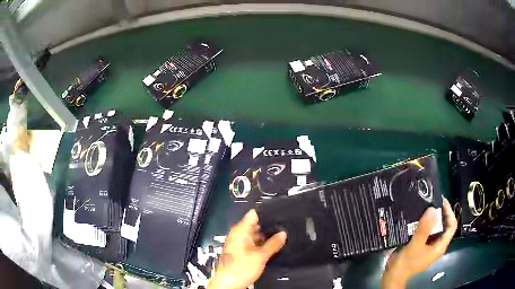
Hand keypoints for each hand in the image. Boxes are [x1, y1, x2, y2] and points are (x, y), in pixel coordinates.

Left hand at [208, 210, 286, 288]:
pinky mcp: (240, 251)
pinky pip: (253, 243)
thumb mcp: (261, 256)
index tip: (280, 213)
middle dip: (269, 226)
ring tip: (281, 236)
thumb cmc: (240, 268)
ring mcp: (239, 243)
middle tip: (284, 226)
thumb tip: (283, 233)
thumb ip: (273, 243)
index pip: (254, 214)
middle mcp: (238, 234)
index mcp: (240, 231)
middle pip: (255, 225)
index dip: (267, 212)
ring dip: (266, 236)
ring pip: (255, 235)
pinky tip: (272, 247)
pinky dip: (261, 244)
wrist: (228, 284)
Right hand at [382, 198, 457, 288]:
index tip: (441, 201)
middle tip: (433, 201)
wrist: (393, 276)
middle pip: (445, 226)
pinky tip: (419, 218)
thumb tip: (433, 209)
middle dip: (442, 213)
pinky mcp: (423, 246)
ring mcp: (430, 246)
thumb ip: (424, 229)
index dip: (449, 212)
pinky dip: (426, 224)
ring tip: (426, 206)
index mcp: (440, 246)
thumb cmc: (406, 263)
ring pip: (436, 228)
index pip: (451, 226)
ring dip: (433, 217)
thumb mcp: (415, 246)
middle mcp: (437, 245)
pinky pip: (428, 232)